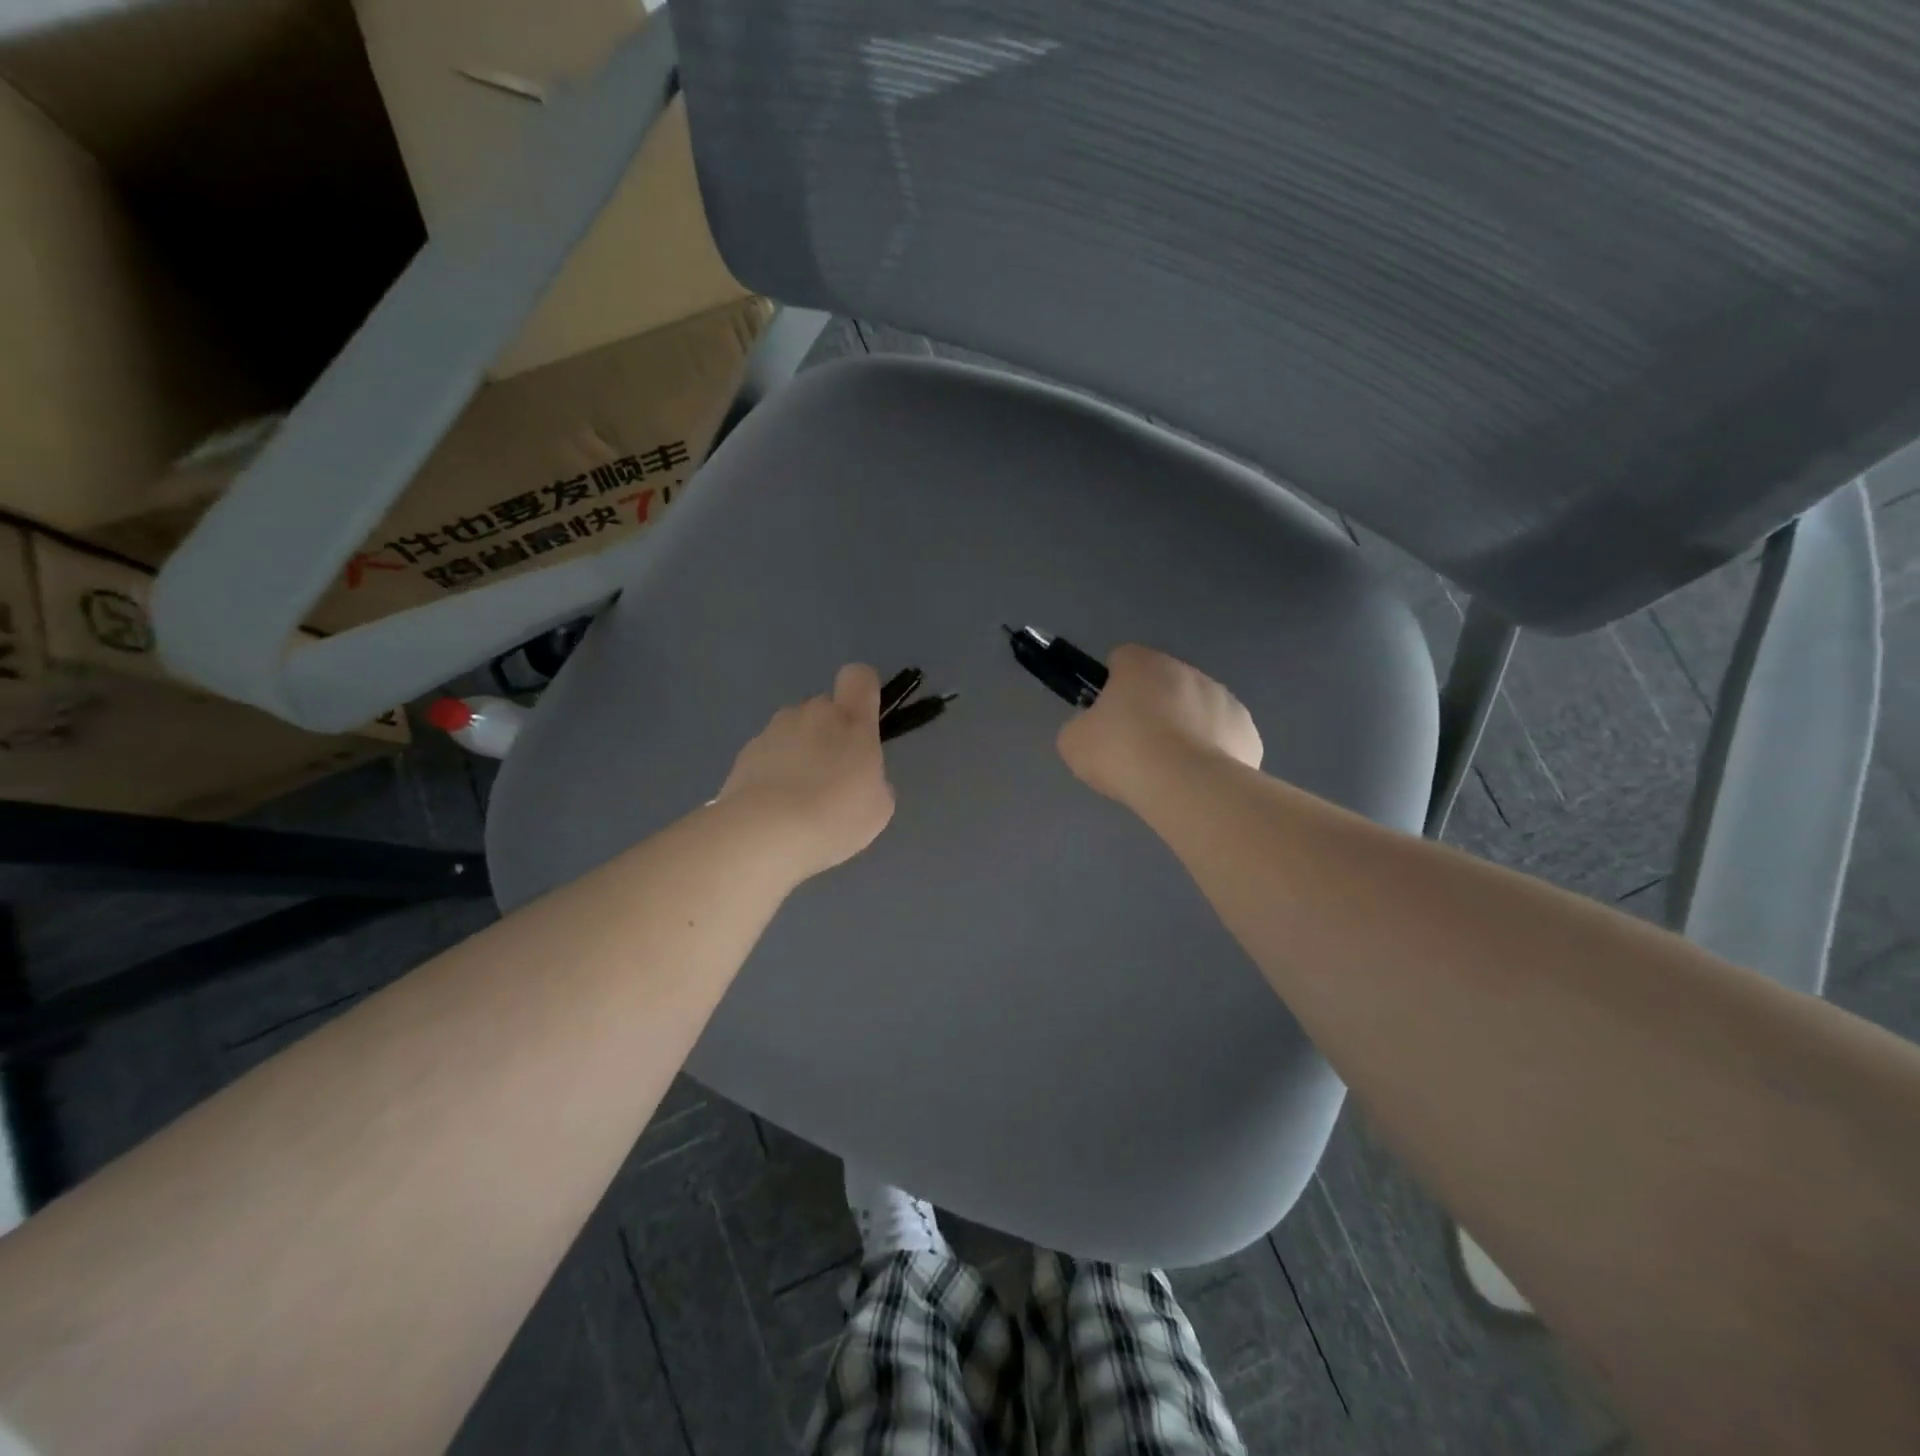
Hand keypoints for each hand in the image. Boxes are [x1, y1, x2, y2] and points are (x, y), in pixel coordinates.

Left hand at [717, 664, 895, 875]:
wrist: (765, 834)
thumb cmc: (836, 815)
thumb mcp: (878, 806)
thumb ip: (873, 780)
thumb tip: (859, 778)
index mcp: (850, 720)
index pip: (859, 677)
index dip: (863, 692)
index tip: (864, 722)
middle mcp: (811, 714)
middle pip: (824, 709)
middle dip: (830, 735)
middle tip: (833, 780)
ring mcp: (773, 731)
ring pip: (794, 732)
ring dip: (799, 755)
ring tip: (800, 802)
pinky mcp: (744, 754)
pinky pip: (768, 756)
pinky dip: (773, 775)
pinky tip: (775, 811)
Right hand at [1057, 645, 1261, 803]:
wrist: (1186, 787)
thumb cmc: (1123, 754)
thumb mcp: (1074, 742)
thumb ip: (1082, 727)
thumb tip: (1094, 731)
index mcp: (1142, 664)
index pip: (1122, 659)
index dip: (1111, 686)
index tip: (1106, 718)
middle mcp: (1187, 671)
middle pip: (1163, 683)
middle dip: (1152, 708)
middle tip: (1135, 748)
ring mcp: (1224, 699)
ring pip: (1197, 708)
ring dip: (1184, 728)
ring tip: (1169, 770)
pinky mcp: (1247, 731)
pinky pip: (1223, 737)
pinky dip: (1212, 754)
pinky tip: (1197, 780)